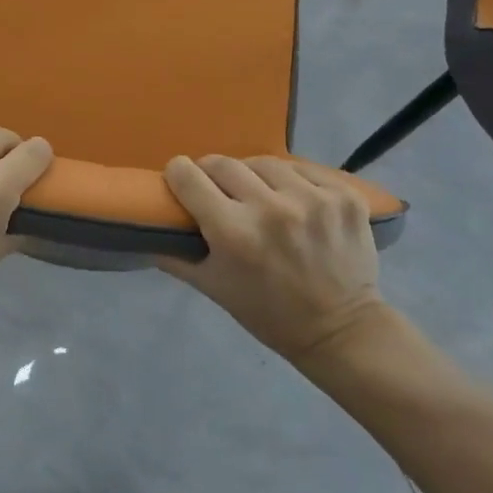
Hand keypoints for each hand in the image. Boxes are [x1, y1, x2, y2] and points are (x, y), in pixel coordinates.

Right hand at [159, 155, 387, 363]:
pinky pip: (305, 169)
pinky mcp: (344, 196)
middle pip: (223, 163)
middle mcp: (271, 208)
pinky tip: (293, 198)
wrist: (342, 330)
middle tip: (217, 189)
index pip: (188, 176)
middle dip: (212, 173)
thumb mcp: (212, 288)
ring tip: (258, 193)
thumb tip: (147, 226)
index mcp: (233, 232)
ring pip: (264, 162)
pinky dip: (293, 180)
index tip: (180, 179)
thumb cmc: (268, 313)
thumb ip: (174, 255)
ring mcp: (313, 199)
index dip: (178, 174)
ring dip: (253, 175)